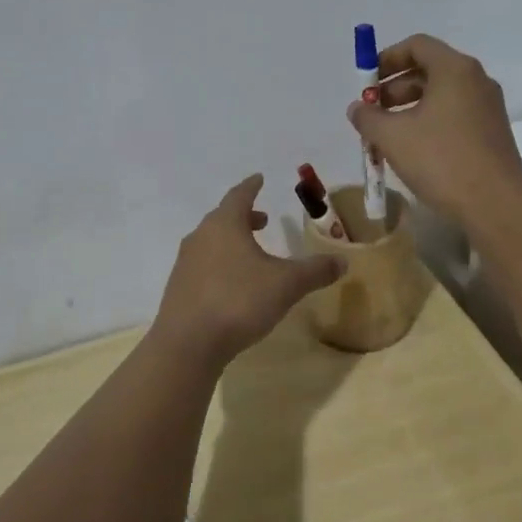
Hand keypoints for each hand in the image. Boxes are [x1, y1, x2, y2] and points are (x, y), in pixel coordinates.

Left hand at [151, 175, 344, 365]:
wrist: (187, 343)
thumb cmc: (238, 301)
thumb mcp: (286, 284)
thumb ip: (315, 270)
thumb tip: (343, 260)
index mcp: (224, 225)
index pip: (239, 195)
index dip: (252, 186)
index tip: (259, 178)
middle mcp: (201, 237)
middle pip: (223, 218)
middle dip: (244, 216)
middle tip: (262, 219)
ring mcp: (185, 263)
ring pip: (211, 242)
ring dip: (231, 242)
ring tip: (251, 253)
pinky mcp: (179, 288)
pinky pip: (203, 266)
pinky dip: (220, 264)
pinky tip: (233, 284)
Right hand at [347, 33, 521, 227]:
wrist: (496, 206)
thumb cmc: (441, 161)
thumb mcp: (392, 137)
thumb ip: (368, 117)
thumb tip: (357, 108)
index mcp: (455, 70)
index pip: (417, 45)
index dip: (386, 59)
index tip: (366, 83)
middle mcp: (476, 81)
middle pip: (429, 69)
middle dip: (395, 87)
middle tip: (372, 112)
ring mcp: (488, 108)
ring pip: (441, 95)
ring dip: (409, 107)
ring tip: (387, 135)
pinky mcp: (492, 133)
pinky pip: (454, 115)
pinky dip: (429, 122)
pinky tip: (413, 150)